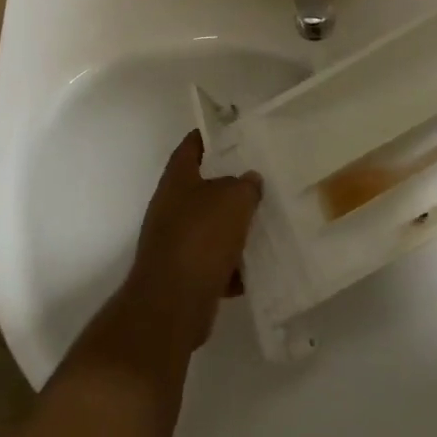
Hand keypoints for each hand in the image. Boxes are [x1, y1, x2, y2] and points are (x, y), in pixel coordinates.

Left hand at [121, 130, 262, 355]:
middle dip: (230, 186)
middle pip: (202, 189)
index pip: (190, 147)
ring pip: (210, 227)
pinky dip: (232, 265)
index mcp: (177, 180)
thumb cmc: (201, 237)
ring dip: (234, 228)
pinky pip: (214, 263)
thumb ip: (246, 185)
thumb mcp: (234, 199)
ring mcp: (175, 243)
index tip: (231, 132)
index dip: (208, 137)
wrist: (172, 304)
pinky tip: (257, 267)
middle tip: (261, 180)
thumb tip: (249, 180)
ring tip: (266, 223)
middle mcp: (170, 208)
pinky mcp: (184, 275)